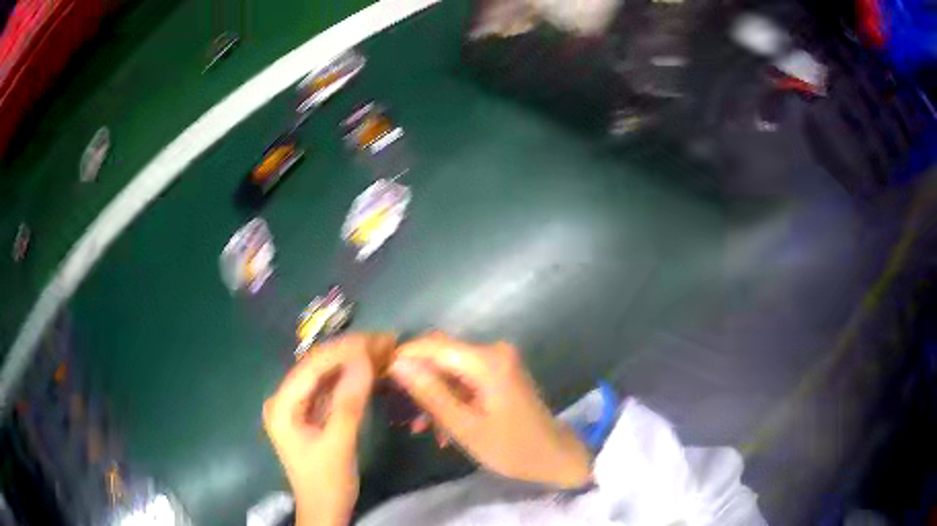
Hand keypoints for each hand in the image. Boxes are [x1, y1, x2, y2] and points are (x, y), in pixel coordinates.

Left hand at [264, 334, 391, 525]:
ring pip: (327, 375)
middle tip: (386, 342)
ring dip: (354, 363)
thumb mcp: (338, 445)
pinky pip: (332, 389)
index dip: (343, 350)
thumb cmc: (327, 483)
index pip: (311, 366)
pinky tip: (371, 370)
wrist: (325, 510)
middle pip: (318, 367)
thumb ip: (349, 403)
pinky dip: (352, 379)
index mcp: (281, 405)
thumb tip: (364, 359)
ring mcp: (298, 406)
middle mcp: (285, 399)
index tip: (376, 340)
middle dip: (351, 353)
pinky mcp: (311, 413)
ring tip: (384, 351)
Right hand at [389, 333, 591, 487]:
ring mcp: (498, 361)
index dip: (403, 357)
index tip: (380, 377)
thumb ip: (431, 394)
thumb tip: (397, 365)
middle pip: (441, 355)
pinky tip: (442, 428)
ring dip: (433, 394)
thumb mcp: (465, 427)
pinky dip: (451, 398)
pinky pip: (464, 378)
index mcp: (487, 361)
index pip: (433, 346)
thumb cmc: (511, 448)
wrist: (554, 456)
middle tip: (399, 407)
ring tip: (419, 427)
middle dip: (418, 379)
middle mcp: (493, 351)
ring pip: (450, 369)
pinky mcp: (500, 373)